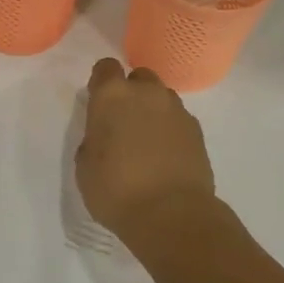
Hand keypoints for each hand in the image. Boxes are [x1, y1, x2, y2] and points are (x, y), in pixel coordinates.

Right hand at [76, 59, 215, 237]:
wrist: (171, 214)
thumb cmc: (116, 190)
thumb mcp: (85, 167)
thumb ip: (93, 139)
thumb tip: (105, 136)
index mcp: (112, 96)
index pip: (106, 67)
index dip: (101, 82)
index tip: (98, 103)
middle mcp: (147, 94)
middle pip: (138, 78)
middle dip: (131, 93)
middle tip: (123, 123)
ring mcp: (177, 110)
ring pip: (162, 98)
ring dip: (152, 111)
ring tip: (146, 142)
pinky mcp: (198, 131)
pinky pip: (179, 120)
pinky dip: (170, 131)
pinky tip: (165, 156)